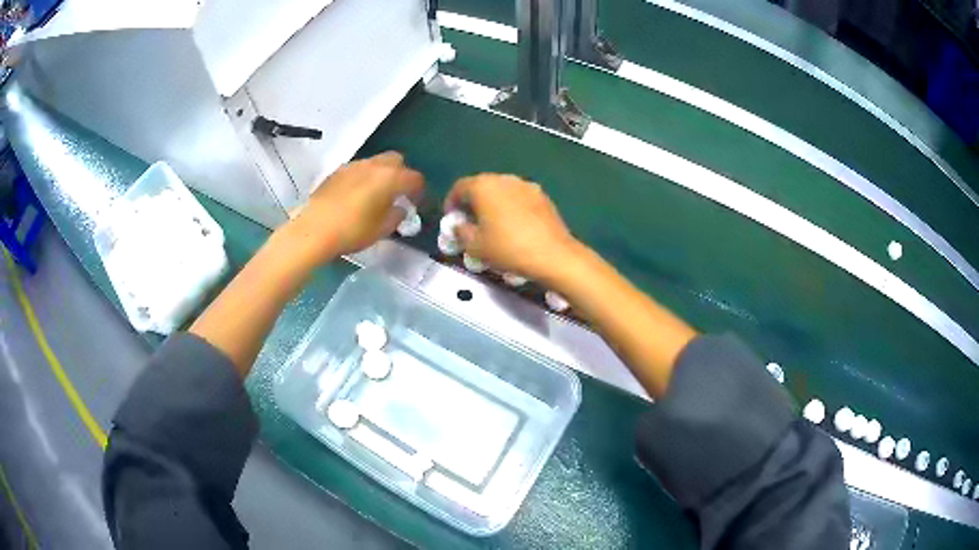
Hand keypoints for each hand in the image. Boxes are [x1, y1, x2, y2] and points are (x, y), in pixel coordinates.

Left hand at [286, 152, 423, 261]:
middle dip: (401, 174)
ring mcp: (353, 166)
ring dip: (381, 175)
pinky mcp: (336, 172)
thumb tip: (400, 208)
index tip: (417, 204)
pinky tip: (356, 196)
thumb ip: (397, 216)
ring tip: (376, 195)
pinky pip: (358, 170)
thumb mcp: (382, 229)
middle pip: (396, 160)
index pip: (414, 178)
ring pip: (375, 163)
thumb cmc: (352, 231)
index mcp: (390, 178)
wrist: (314, 230)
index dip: (420, 191)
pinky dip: (364, 178)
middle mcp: (373, 165)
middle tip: (398, 194)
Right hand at [444, 174, 579, 280]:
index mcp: (483, 186)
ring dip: (493, 203)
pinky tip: (514, 226)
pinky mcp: (542, 196)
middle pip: (481, 186)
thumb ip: (460, 231)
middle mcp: (504, 179)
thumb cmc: (508, 248)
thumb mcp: (475, 246)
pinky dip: (511, 207)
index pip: (459, 187)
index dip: (451, 202)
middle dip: (473, 202)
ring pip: (502, 191)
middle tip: (470, 222)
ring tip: (493, 224)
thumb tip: (459, 225)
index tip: (452, 218)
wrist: (553, 255)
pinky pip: (519, 198)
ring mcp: (526, 185)